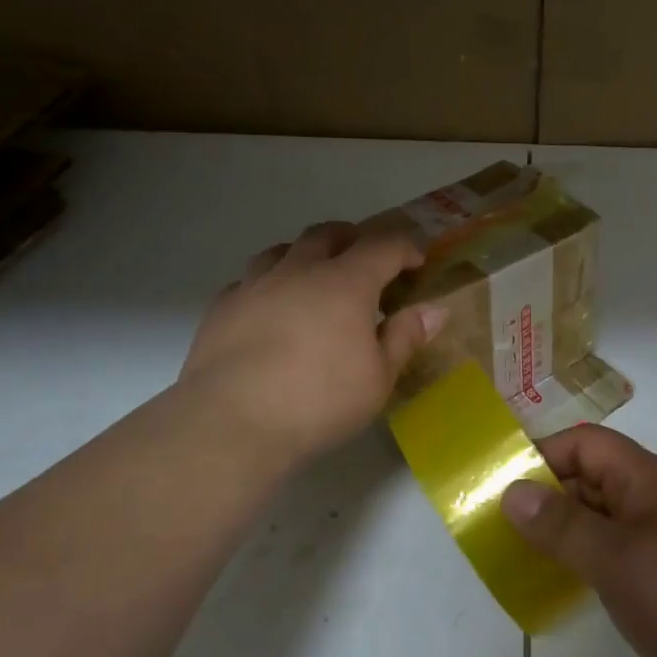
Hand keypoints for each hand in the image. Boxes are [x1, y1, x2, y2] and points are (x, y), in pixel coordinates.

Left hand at [176, 221, 448, 466]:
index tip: (416, 262)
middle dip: (353, 239)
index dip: (405, 248)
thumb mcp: (379, 377)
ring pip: (283, 249)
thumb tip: (435, 310)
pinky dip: (269, 283)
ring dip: (306, 253)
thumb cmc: (319, 401)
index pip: (383, 246)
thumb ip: (405, 337)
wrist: (231, 423)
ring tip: (315, 275)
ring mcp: (255, 285)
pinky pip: (249, 279)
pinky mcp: (222, 307)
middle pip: (328, 234)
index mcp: (346, 283)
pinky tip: (271, 308)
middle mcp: (299, 271)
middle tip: (366, 260)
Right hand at [500, 425, 656, 656]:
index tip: (501, 483)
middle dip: (547, 494)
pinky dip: (586, 560)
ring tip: (518, 555)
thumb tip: (512, 490)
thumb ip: (562, 524)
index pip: (588, 444)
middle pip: (593, 478)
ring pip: (603, 518)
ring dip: (563, 530)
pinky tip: (561, 584)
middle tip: (498, 525)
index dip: (544, 454)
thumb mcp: (616, 560)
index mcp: (650, 479)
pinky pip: (616, 553)